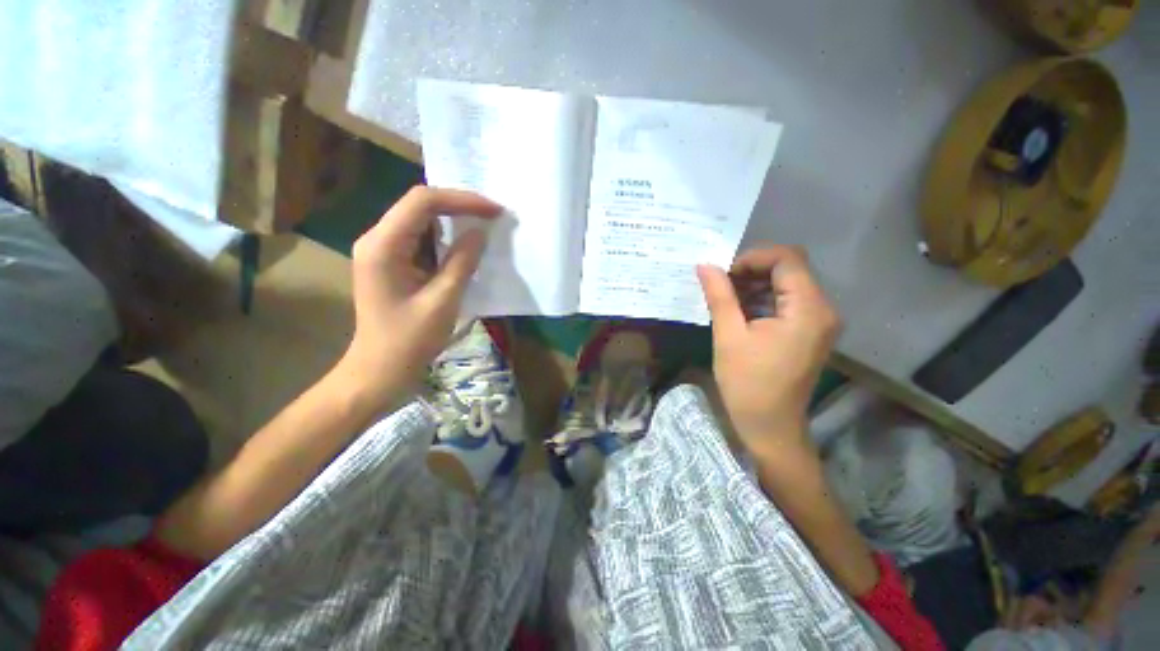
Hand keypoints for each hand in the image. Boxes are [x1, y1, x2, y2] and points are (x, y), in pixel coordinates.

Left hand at [337, 186, 500, 408]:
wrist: (380, 370)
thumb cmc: (409, 340)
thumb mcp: (443, 300)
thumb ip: (463, 262)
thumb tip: (481, 232)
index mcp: (384, 245)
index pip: (423, 202)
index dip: (462, 200)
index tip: (494, 211)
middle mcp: (377, 239)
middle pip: (419, 206)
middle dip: (459, 206)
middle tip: (493, 215)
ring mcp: (382, 250)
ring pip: (421, 220)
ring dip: (454, 221)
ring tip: (485, 226)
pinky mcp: (391, 262)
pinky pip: (421, 239)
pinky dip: (446, 239)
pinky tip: (466, 246)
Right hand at [696, 245, 839, 459]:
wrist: (770, 426)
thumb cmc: (747, 384)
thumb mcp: (728, 336)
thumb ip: (719, 295)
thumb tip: (705, 264)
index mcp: (807, 309)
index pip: (787, 259)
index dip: (753, 257)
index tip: (724, 273)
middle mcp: (823, 309)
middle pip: (791, 268)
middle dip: (753, 269)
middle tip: (722, 284)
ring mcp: (819, 321)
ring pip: (789, 283)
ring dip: (757, 283)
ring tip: (727, 297)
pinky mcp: (811, 330)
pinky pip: (789, 300)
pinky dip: (764, 298)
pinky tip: (741, 310)